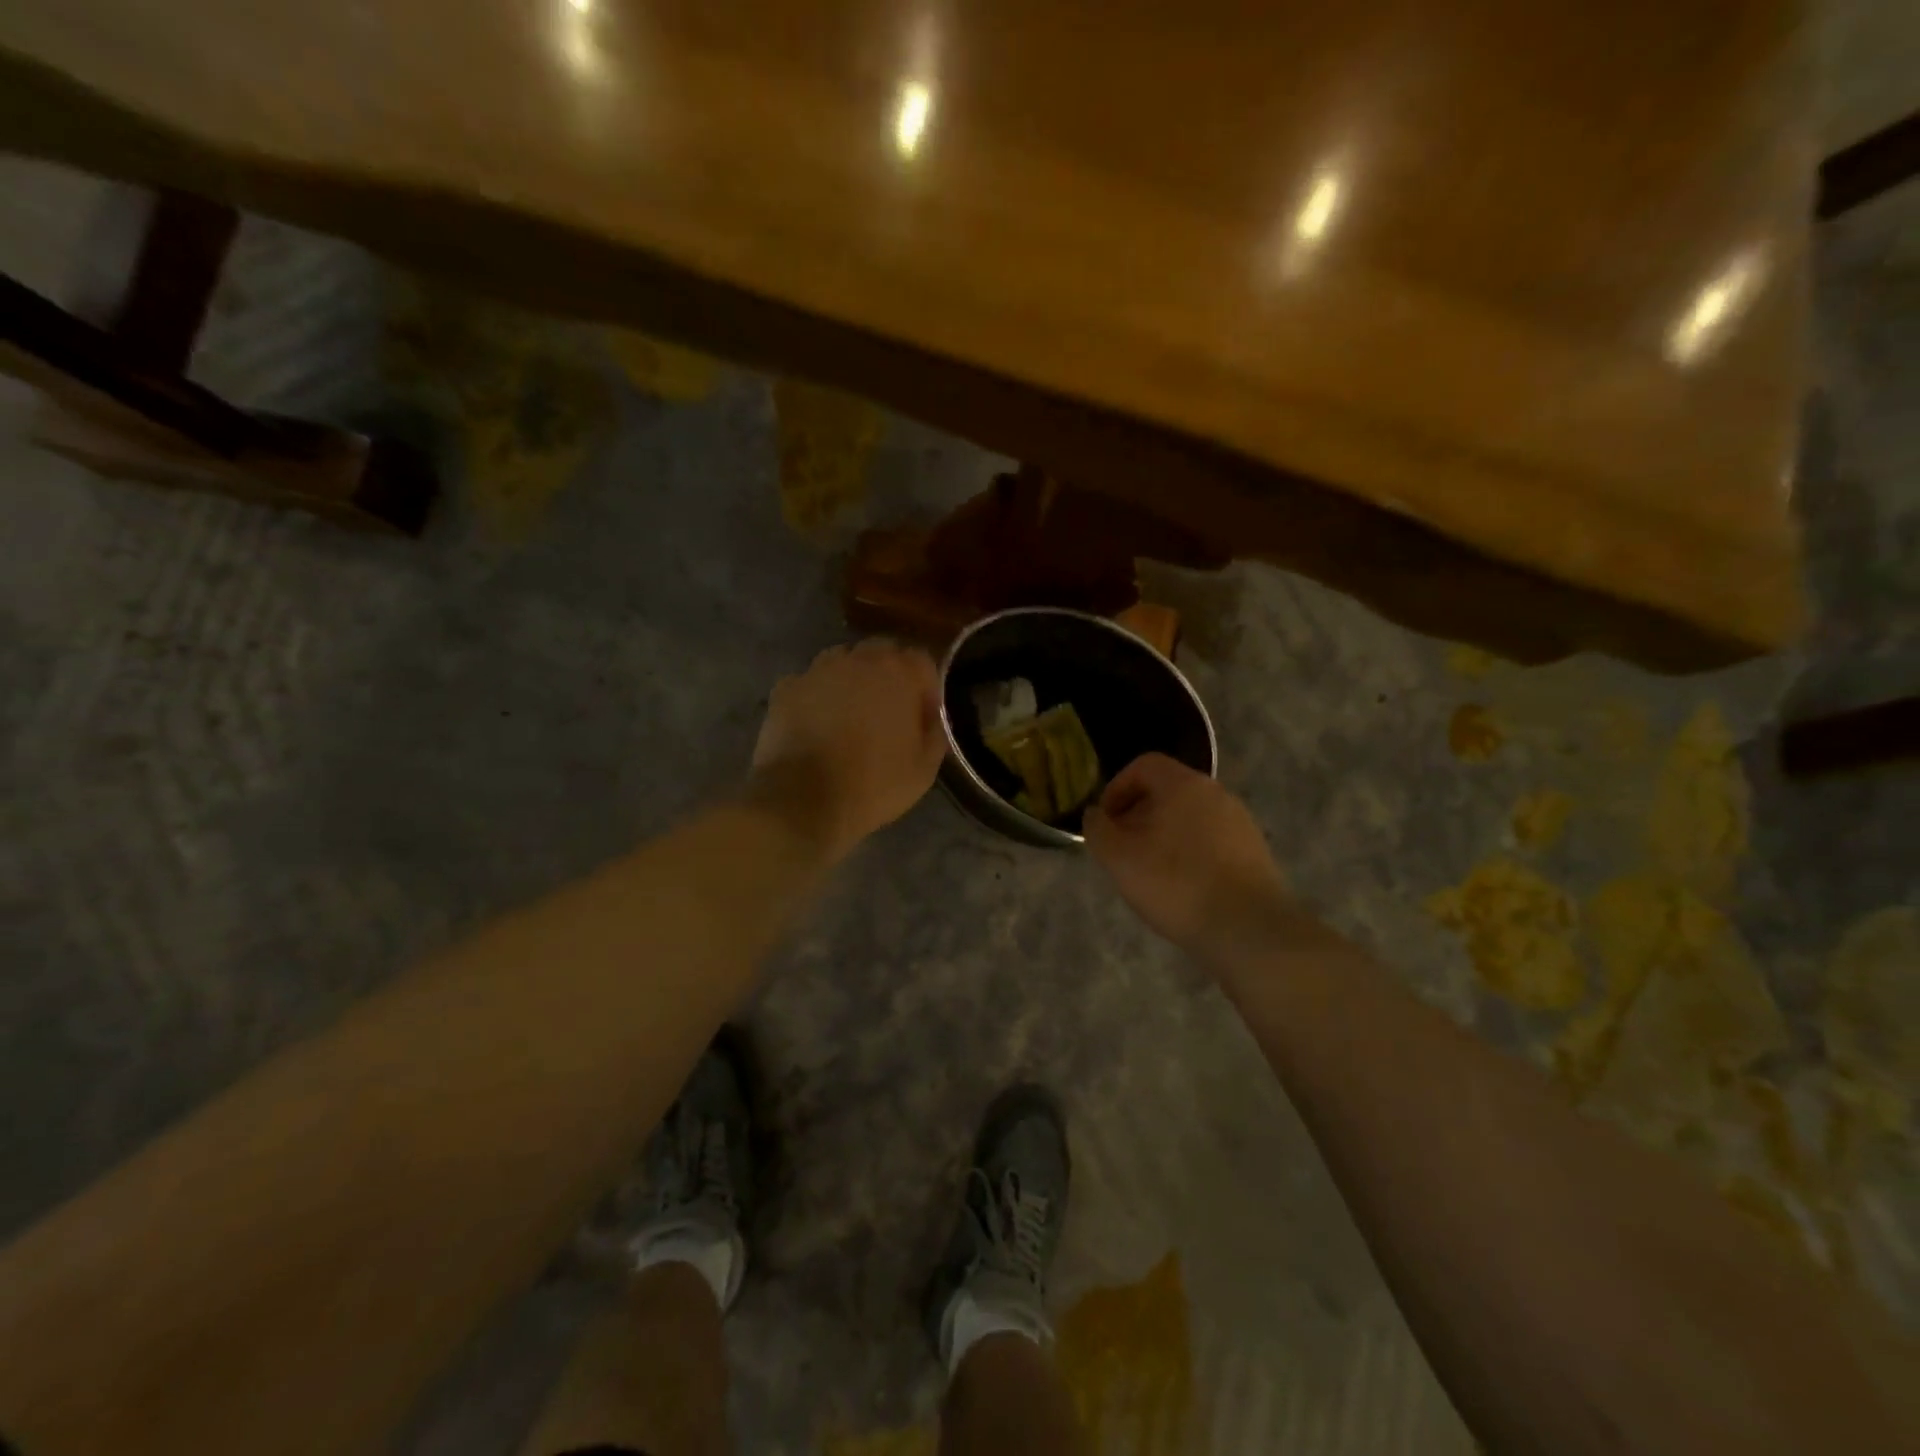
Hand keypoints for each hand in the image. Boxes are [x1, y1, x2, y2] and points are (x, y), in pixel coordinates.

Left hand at [750, 639, 946, 859]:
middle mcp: (858, 661)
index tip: (922, 715)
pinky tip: (817, 722)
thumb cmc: (874, 785)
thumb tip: (930, 715)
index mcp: (898, 674)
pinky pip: (810, 682)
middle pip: (881, 652)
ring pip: (843, 661)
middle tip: (888, 712)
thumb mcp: (925, 768)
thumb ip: (934, 731)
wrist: (804, 801)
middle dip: (889, 675)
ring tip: (850, 714)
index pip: (921, 661)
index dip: (925, 687)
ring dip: (852, 679)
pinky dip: (817, 696)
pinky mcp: (787, 688)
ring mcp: (818, 671)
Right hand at [1084, 753, 1292, 959]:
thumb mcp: (1118, 857)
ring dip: (1164, 836)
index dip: (1116, 789)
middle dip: (1139, 815)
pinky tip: (1183, 887)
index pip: (1143, 765)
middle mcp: (1216, 793)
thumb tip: (1095, 814)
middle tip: (1124, 850)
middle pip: (1167, 791)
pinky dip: (1190, 853)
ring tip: (1151, 872)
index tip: (1106, 822)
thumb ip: (1098, 829)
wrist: (1248, 928)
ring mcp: (1240, 822)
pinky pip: (1211, 840)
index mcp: (1183, 784)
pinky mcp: (1254, 851)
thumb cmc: (1176, 883)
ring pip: (1190, 817)